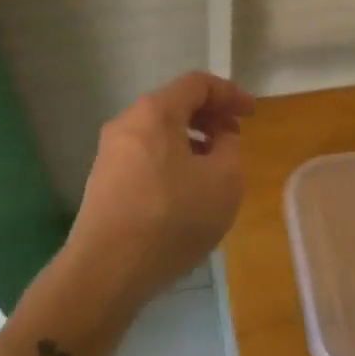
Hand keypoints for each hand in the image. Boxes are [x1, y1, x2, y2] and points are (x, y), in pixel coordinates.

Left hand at [64, 72, 255, 313]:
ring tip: (213, 168)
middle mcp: (127, 122)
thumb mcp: (224, 181)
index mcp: (156, 112)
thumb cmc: (172, 218)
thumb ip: (231, 148)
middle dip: (209, 117)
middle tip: (234, 138)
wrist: (106, 271)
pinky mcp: (102, 181)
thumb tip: (220, 138)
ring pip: (159, 132)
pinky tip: (184, 191)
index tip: (251, 113)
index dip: (230, 93)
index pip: (198, 84)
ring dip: (190, 141)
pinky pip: (145, 155)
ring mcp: (110, 152)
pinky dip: (171, 159)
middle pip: (175, 105)